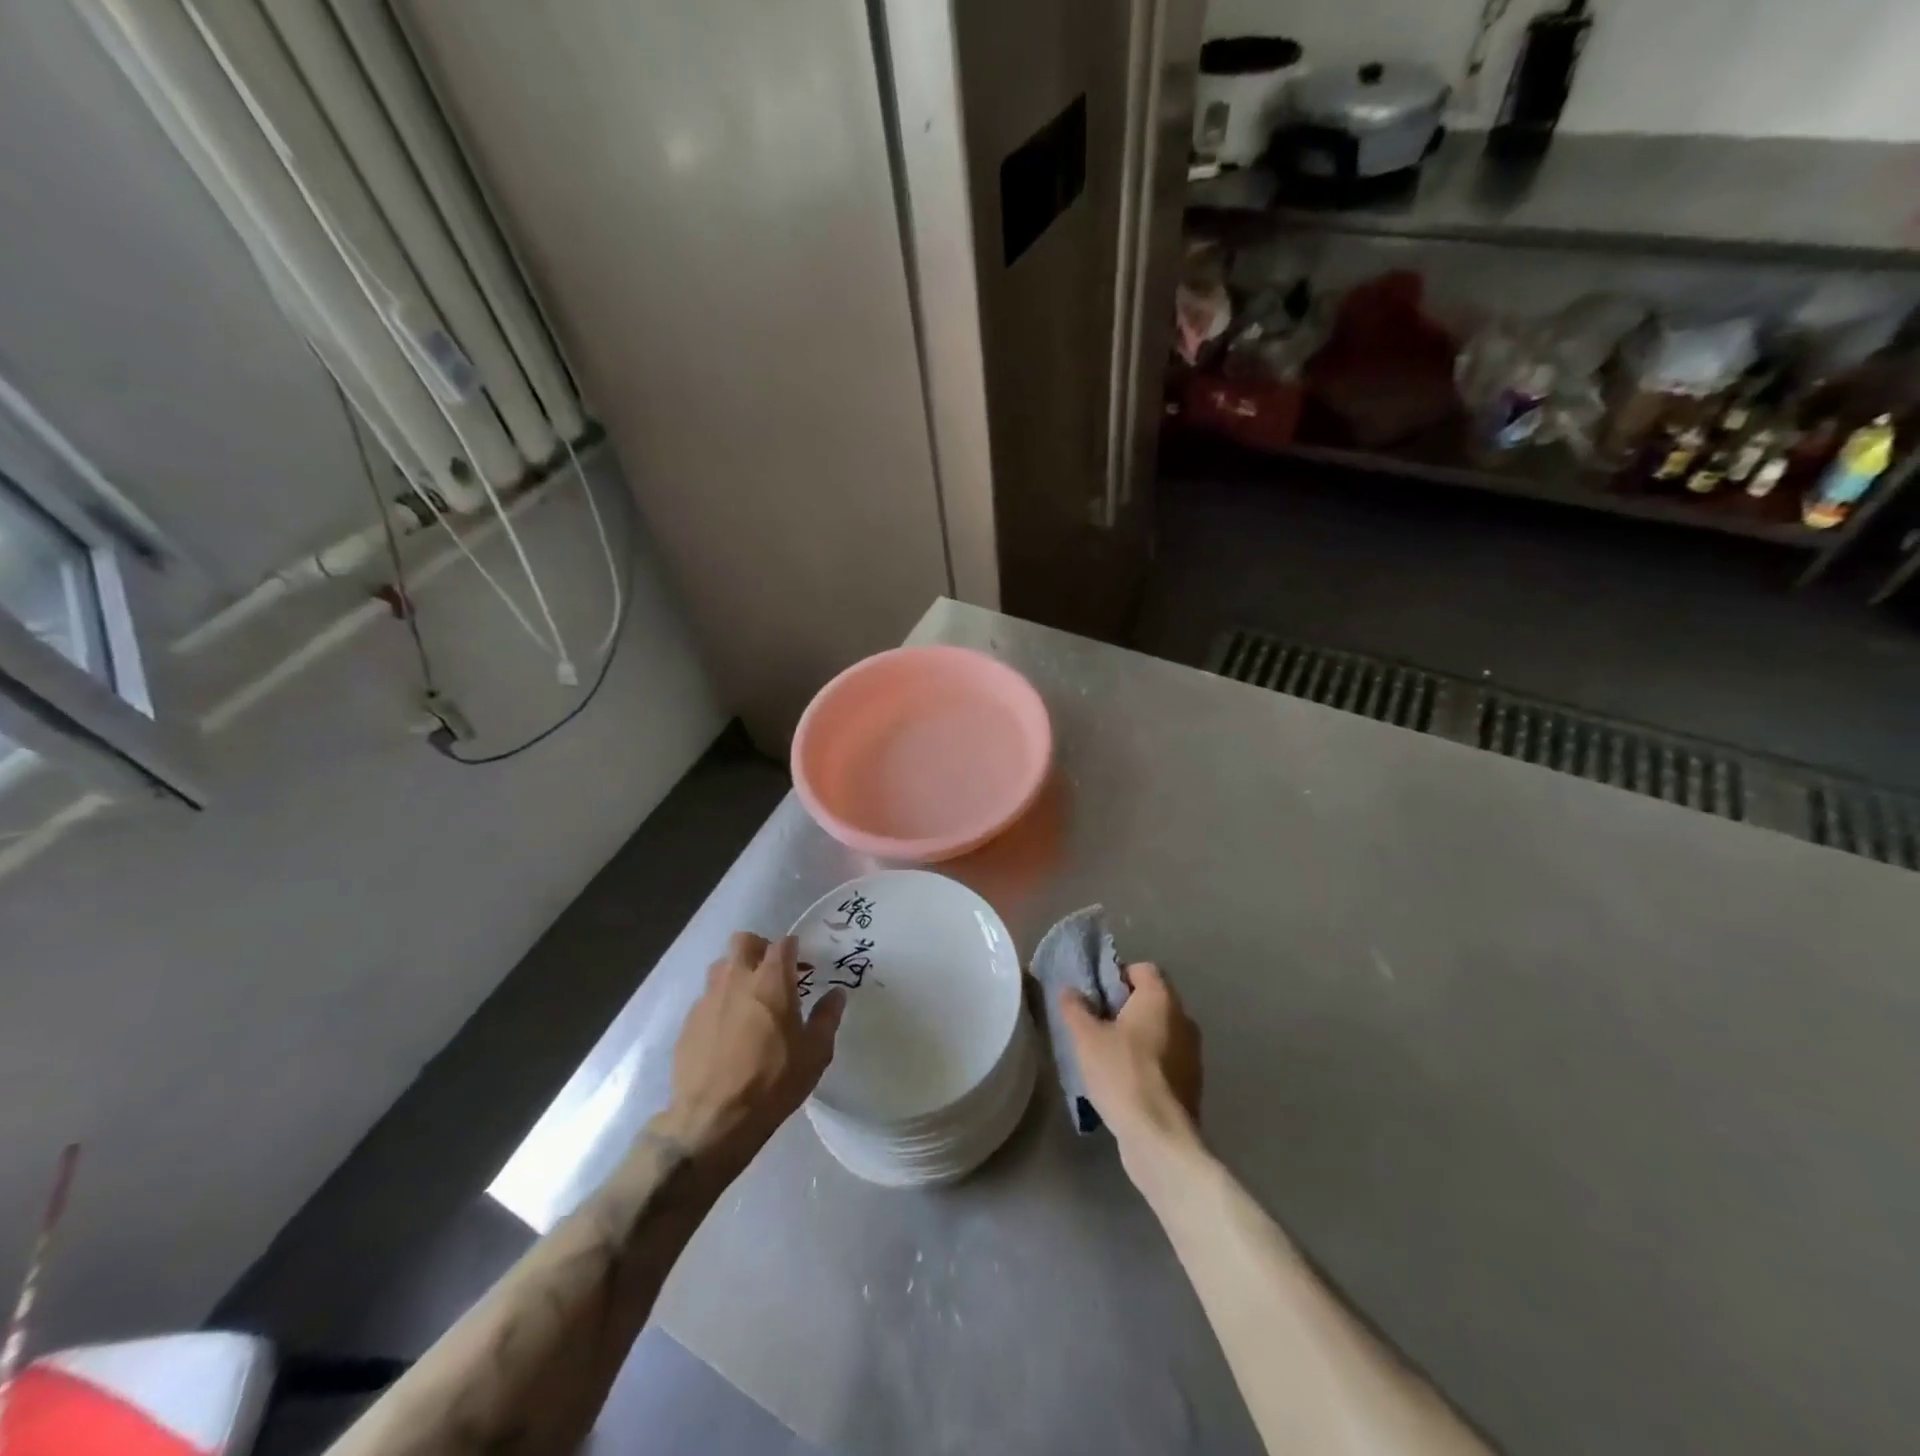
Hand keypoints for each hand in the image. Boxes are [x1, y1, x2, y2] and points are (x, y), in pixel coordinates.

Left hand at [659, 933, 845, 1167]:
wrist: (713, 1119)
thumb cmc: (774, 1081)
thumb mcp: (815, 1053)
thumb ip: (827, 1017)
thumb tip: (836, 994)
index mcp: (771, 981)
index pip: (783, 944)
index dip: (794, 949)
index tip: (802, 967)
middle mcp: (737, 979)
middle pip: (744, 941)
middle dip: (759, 948)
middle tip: (772, 974)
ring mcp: (708, 999)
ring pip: (720, 966)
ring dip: (736, 973)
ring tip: (748, 1000)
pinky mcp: (689, 1022)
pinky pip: (706, 999)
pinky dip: (720, 1004)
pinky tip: (727, 1031)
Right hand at [1059, 963, 1202, 1174]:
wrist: (1159, 1137)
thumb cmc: (1122, 1074)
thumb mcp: (1086, 1038)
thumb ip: (1075, 1008)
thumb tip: (1069, 989)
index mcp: (1161, 998)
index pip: (1142, 969)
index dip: (1117, 976)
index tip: (1096, 997)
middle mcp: (1183, 1018)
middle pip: (1151, 999)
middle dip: (1124, 1007)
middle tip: (1096, 1025)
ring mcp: (1192, 1052)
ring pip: (1160, 1030)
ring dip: (1137, 1036)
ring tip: (1108, 1056)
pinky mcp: (1193, 1082)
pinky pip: (1166, 1058)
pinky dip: (1148, 1062)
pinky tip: (1126, 1082)